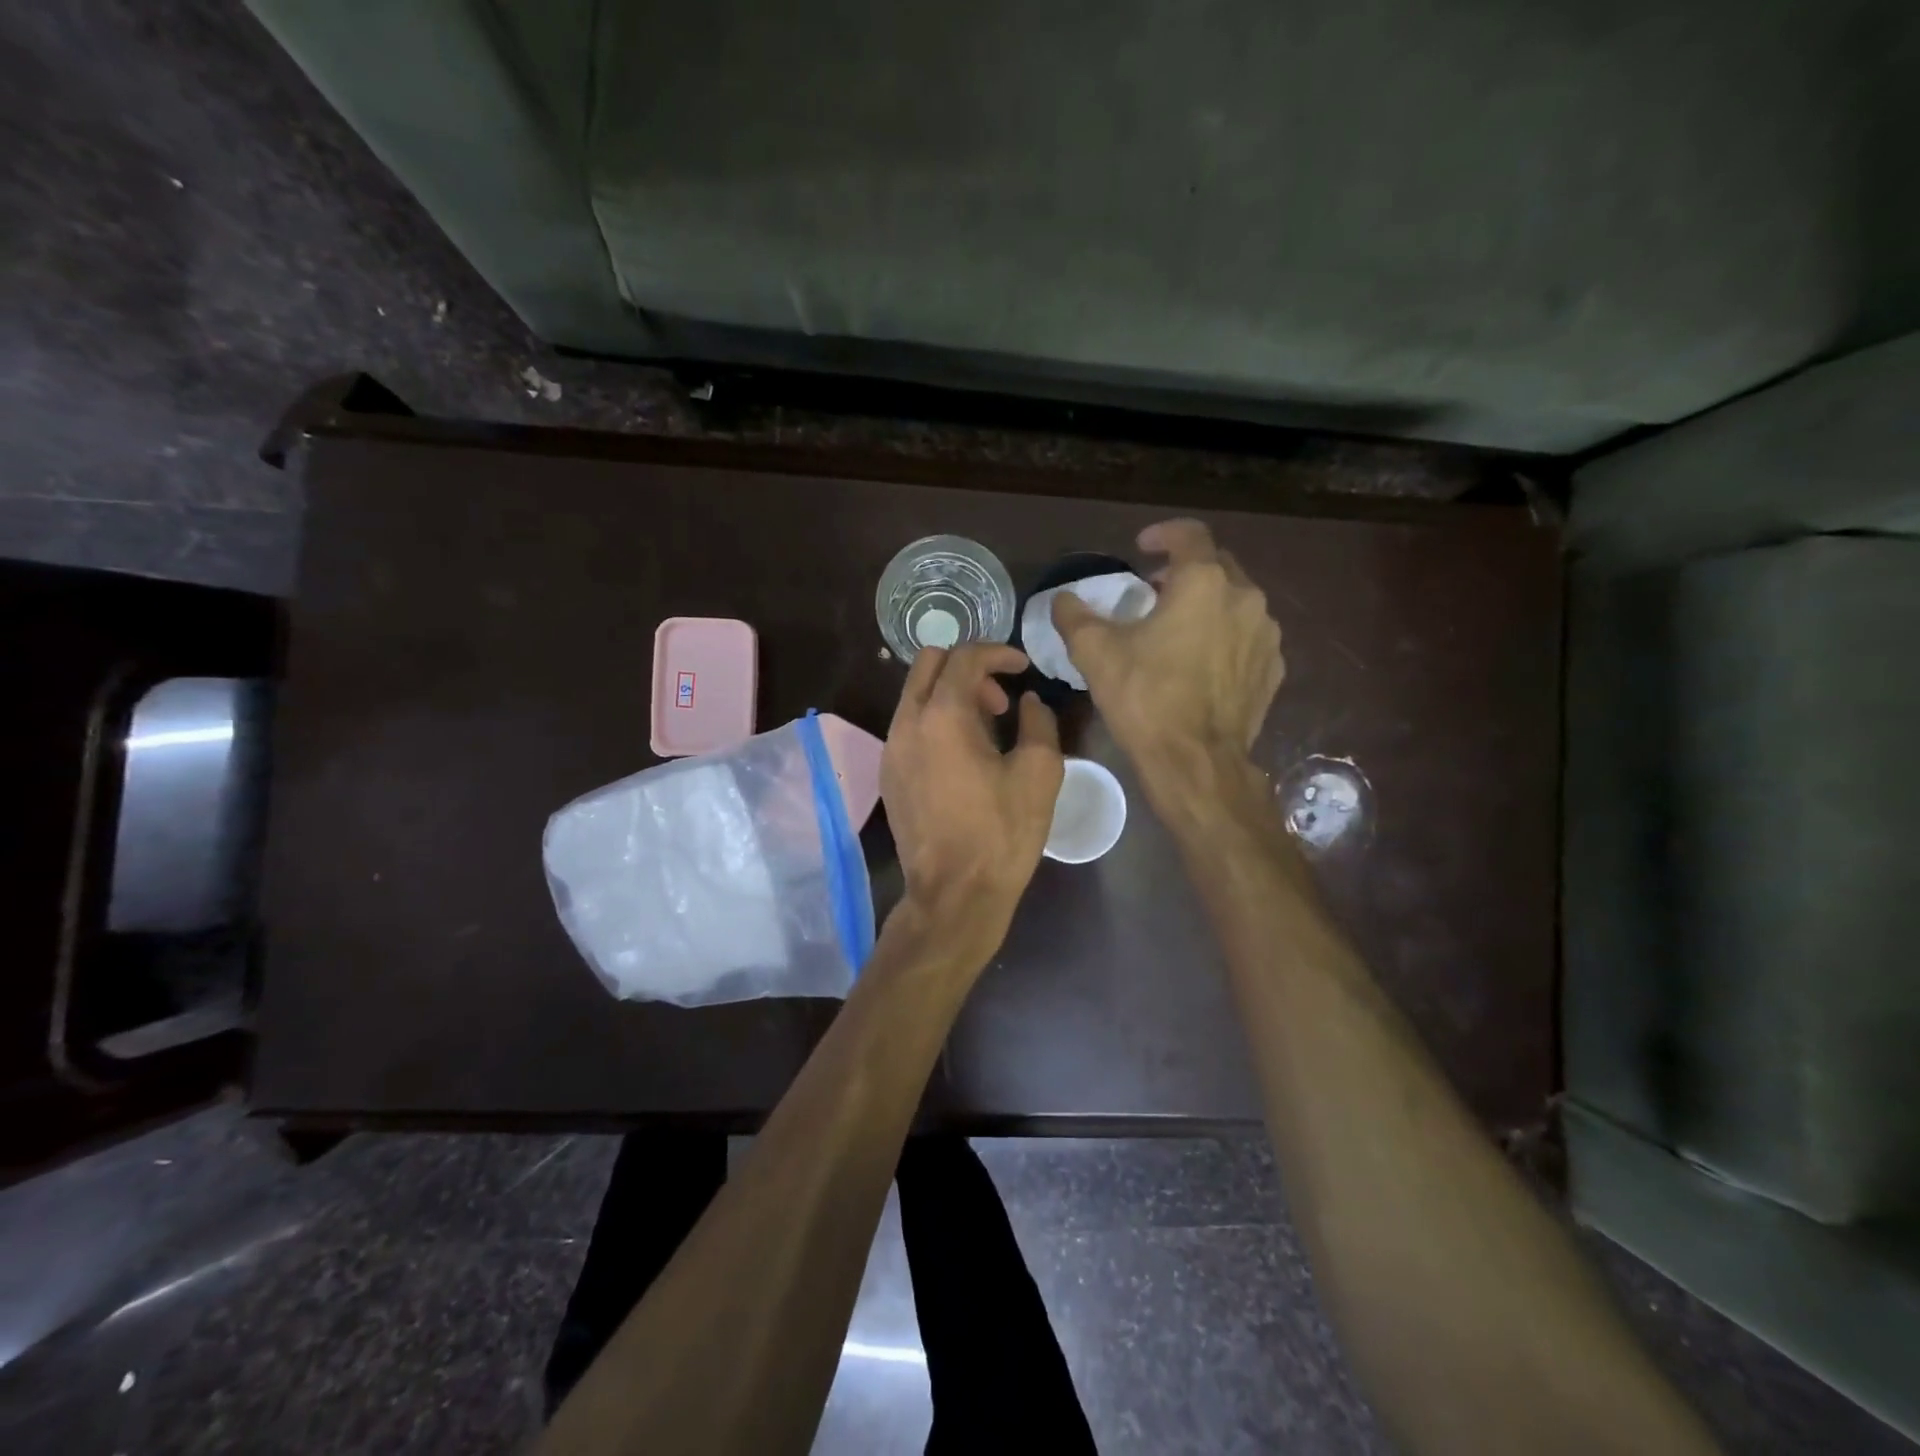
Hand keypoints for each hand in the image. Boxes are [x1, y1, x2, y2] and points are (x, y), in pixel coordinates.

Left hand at [882, 643, 1063, 929]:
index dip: (997, 652)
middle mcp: (907, 723)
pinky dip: (936, 720)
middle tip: (1000, 699)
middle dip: (968, 667)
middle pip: (928, 663)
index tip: (1022, 667)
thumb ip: (1038, 723)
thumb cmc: (1001, 833)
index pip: (964, 657)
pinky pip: (909, 725)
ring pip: (915, 694)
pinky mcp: (889, 774)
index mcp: (943, 715)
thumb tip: (1029, 703)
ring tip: (987, 729)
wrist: (954, 894)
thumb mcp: (1039, 773)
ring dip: (951, 694)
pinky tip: (963, 755)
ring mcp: (891, 749)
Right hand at [1052, 518, 1282, 810]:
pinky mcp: (1273, 669)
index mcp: (1204, 582)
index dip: (1163, 534)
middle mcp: (1245, 598)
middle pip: (1216, 566)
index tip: (1141, 547)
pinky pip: (1248, 638)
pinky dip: (1226, 637)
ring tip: (1178, 628)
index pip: (1189, 535)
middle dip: (1184, 570)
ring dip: (1207, 604)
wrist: (1195, 761)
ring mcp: (1266, 635)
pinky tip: (1202, 662)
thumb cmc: (1145, 698)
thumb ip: (1075, 616)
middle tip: (1154, 590)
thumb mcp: (1095, 653)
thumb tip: (1063, 600)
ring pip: (1236, 602)